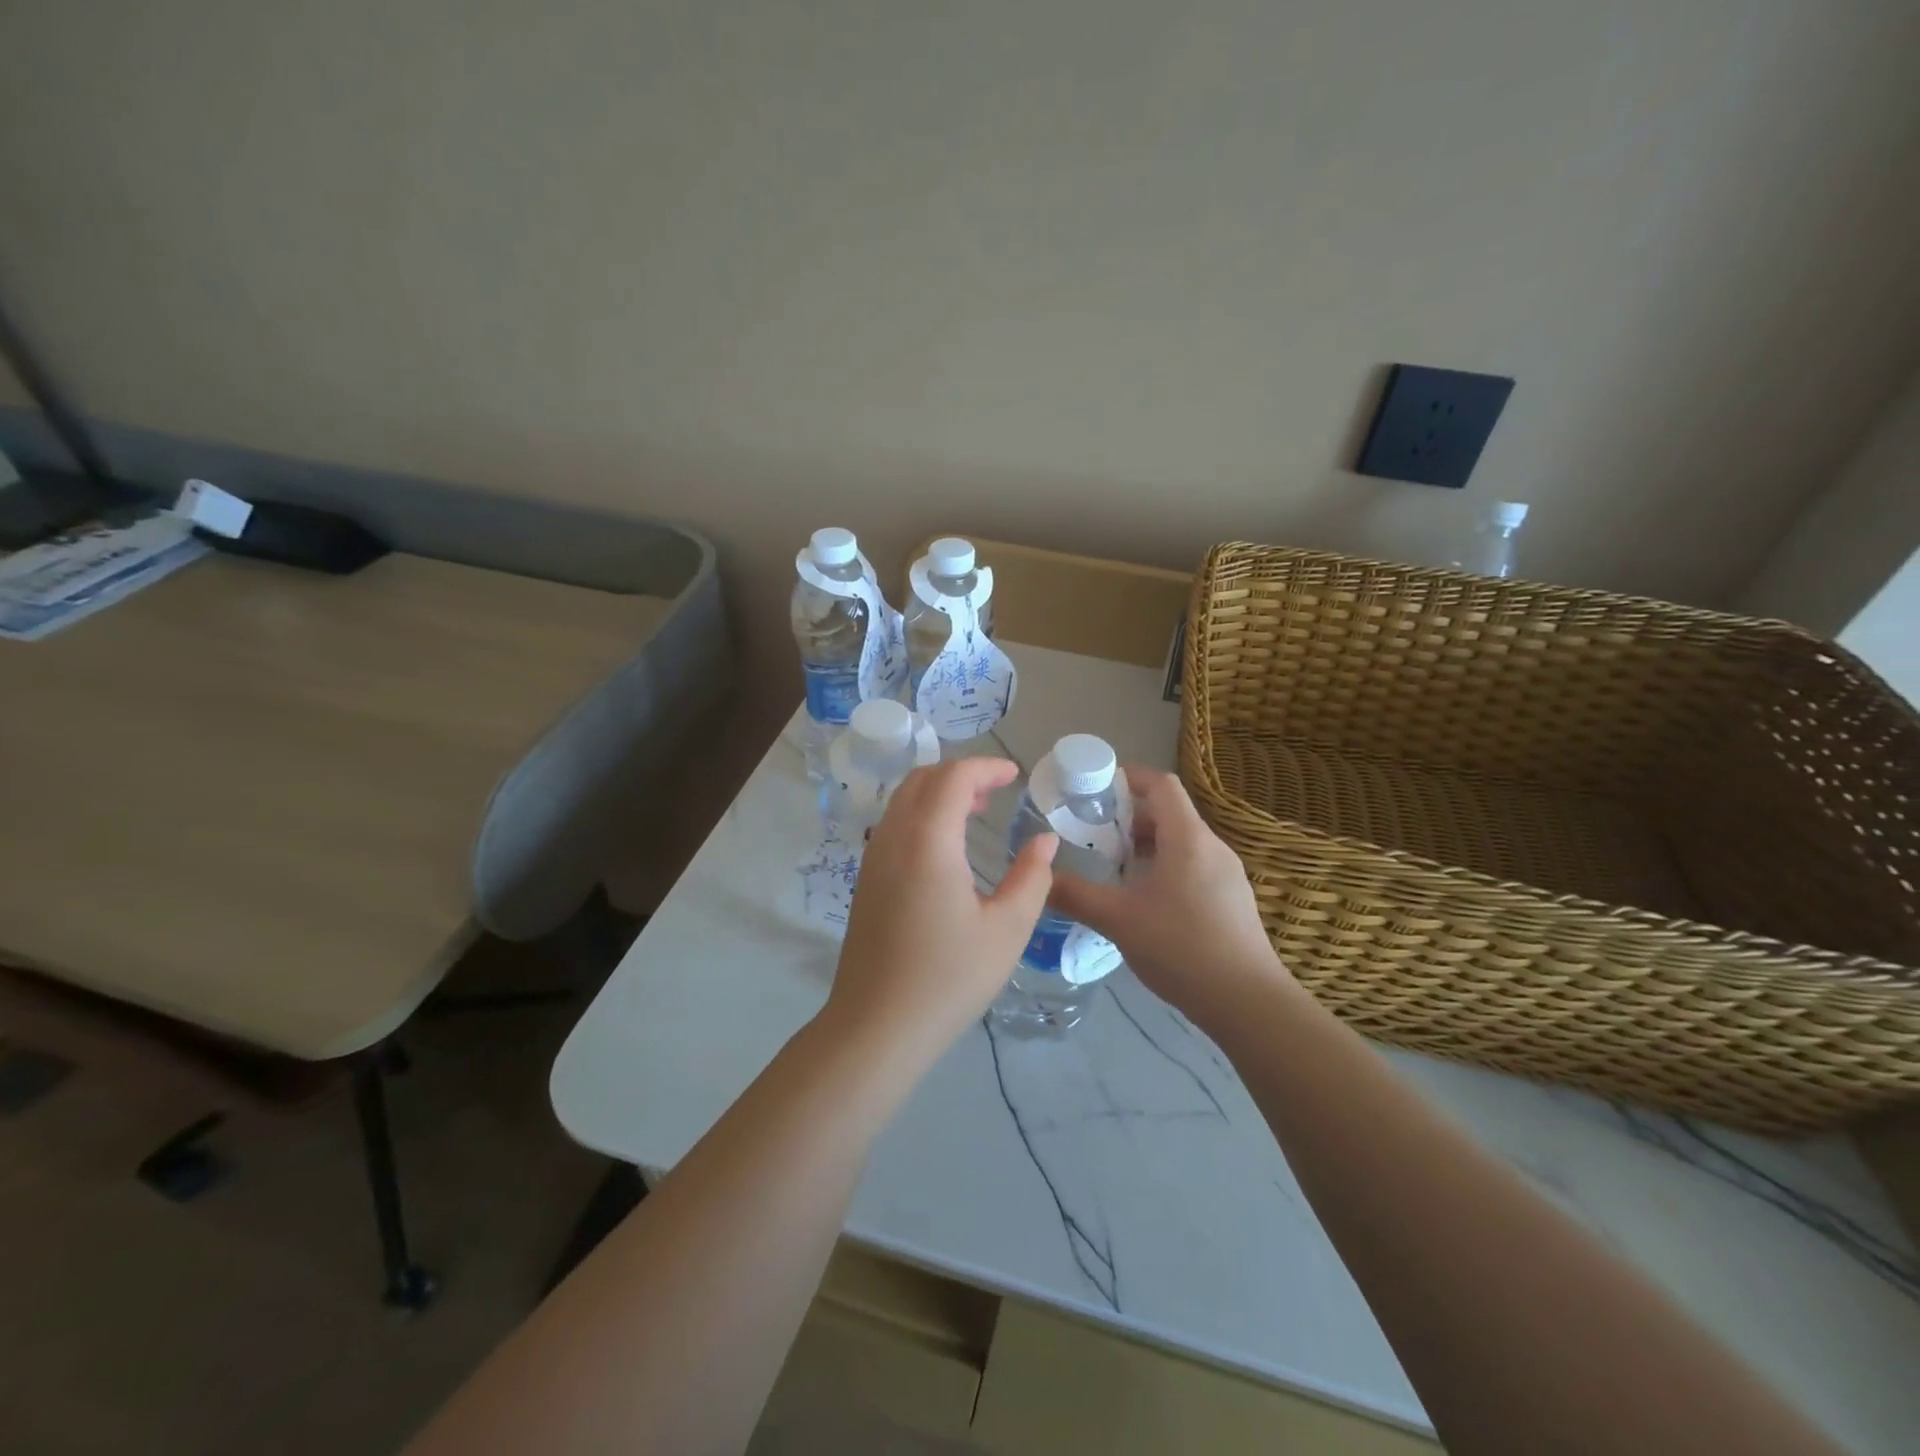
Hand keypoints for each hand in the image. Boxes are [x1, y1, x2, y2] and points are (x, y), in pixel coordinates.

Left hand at [823, 758, 1056, 1065]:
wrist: (876, 1026)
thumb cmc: (949, 978)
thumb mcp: (1007, 929)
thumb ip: (1032, 877)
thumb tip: (1044, 841)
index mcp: (928, 840)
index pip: (954, 777)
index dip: (986, 767)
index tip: (1015, 775)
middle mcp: (893, 837)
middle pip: (923, 778)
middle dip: (961, 773)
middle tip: (997, 791)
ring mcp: (873, 857)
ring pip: (903, 799)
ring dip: (939, 793)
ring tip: (976, 812)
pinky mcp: (866, 879)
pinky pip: (894, 824)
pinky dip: (921, 814)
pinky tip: (946, 847)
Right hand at [1049, 766, 1292, 1031]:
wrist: (1248, 1002)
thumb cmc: (1181, 947)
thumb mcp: (1118, 920)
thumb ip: (1076, 896)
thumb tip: (1042, 879)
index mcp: (1187, 838)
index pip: (1160, 784)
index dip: (1128, 777)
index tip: (1095, 788)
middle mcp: (1212, 847)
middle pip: (1169, 813)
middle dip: (1128, 819)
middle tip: (1093, 837)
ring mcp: (1227, 874)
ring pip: (1180, 843)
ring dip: (1145, 847)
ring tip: (1114, 872)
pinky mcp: (1232, 900)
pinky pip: (1193, 867)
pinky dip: (1164, 869)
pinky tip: (1144, 903)